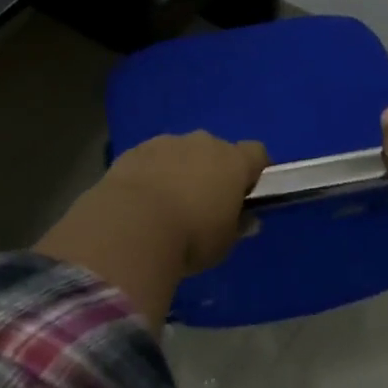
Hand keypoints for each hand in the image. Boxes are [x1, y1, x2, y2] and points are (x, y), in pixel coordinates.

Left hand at [95, 132, 270, 275]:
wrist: (130, 227)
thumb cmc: (190, 237)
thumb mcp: (223, 244)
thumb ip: (237, 227)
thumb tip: (246, 220)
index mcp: (233, 162)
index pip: (256, 154)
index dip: (253, 171)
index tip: (246, 193)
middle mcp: (203, 143)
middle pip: (216, 150)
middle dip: (213, 170)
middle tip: (204, 203)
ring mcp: (166, 143)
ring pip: (181, 152)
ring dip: (180, 170)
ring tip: (167, 204)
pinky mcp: (134, 150)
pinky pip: (151, 159)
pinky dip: (151, 174)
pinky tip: (140, 202)